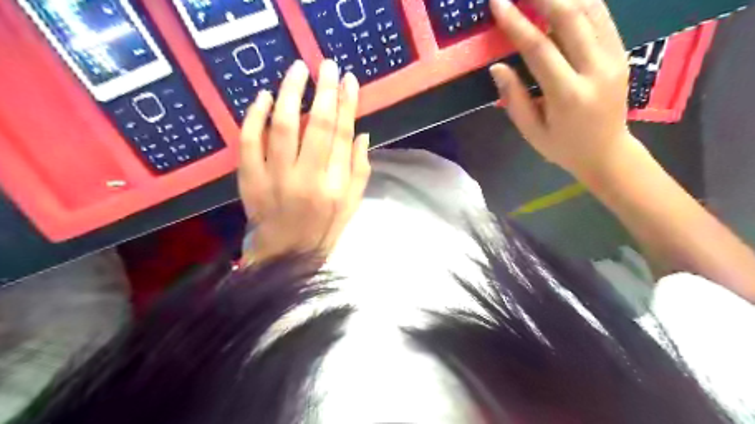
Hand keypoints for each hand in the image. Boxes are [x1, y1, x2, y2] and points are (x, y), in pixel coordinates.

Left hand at [238, 59, 370, 260]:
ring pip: (282, 127)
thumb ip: (359, 169)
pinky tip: (262, 97)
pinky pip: (248, 142)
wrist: (285, 257)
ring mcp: (275, 179)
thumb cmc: (323, 230)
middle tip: (326, 64)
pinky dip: (254, 117)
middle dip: (323, 90)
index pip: (342, 135)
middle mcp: (307, 179)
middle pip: (316, 125)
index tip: (349, 80)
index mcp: (335, 186)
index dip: (347, 104)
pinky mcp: (250, 181)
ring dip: (289, 93)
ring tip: (297, 70)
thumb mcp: (351, 205)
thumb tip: (362, 133)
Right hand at [490, 0, 635, 178]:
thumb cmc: (563, 147)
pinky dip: (583, 1)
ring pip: (591, 9)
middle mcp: (595, 70)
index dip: (516, 23)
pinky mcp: (622, 52)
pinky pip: (602, 16)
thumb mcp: (531, 132)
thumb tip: (497, 67)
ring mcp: (614, 57)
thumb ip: (514, 99)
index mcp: (568, 95)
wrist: (608, 153)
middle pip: (570, 17)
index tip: (498, 2)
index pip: (539, 49)